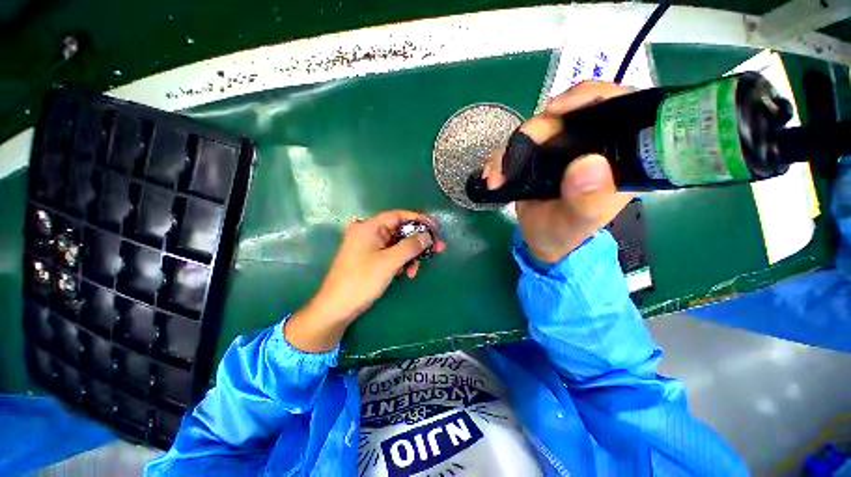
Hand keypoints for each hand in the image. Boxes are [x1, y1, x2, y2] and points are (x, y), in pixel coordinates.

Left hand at [285, 210, 445, 351]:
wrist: (337, 308)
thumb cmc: (361, 281)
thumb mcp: (389, 262)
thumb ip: (410, 246)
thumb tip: (427, 236)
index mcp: (369, 227)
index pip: (398, 216)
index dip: (418, 220)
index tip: (435, 229)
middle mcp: (369, 232)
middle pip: (400, 230)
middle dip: (418, 241)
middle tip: (437, 249)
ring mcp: (370, 246)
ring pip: (398, 244)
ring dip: (410, 255)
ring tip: (416, 270)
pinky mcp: (371, 258)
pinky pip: (392, 254)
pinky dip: (402, 261)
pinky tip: (407, 273)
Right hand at [482, 82, 633, 262]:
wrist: (542, 242)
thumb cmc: (567, 235)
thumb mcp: (579, 223)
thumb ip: (588, 200)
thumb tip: (588, 163)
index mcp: (614, 155)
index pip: (617, 106)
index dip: (590, 96)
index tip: (557, 109)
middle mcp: (589, 145)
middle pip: (564, 115)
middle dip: (534, 131)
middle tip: (513, 157)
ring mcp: (559, 150)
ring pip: (534, 130)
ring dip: (509, 150)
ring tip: (496, 178)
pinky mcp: (535, 158)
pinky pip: (515, 148)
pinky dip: (499, 160)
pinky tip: (491, 177)